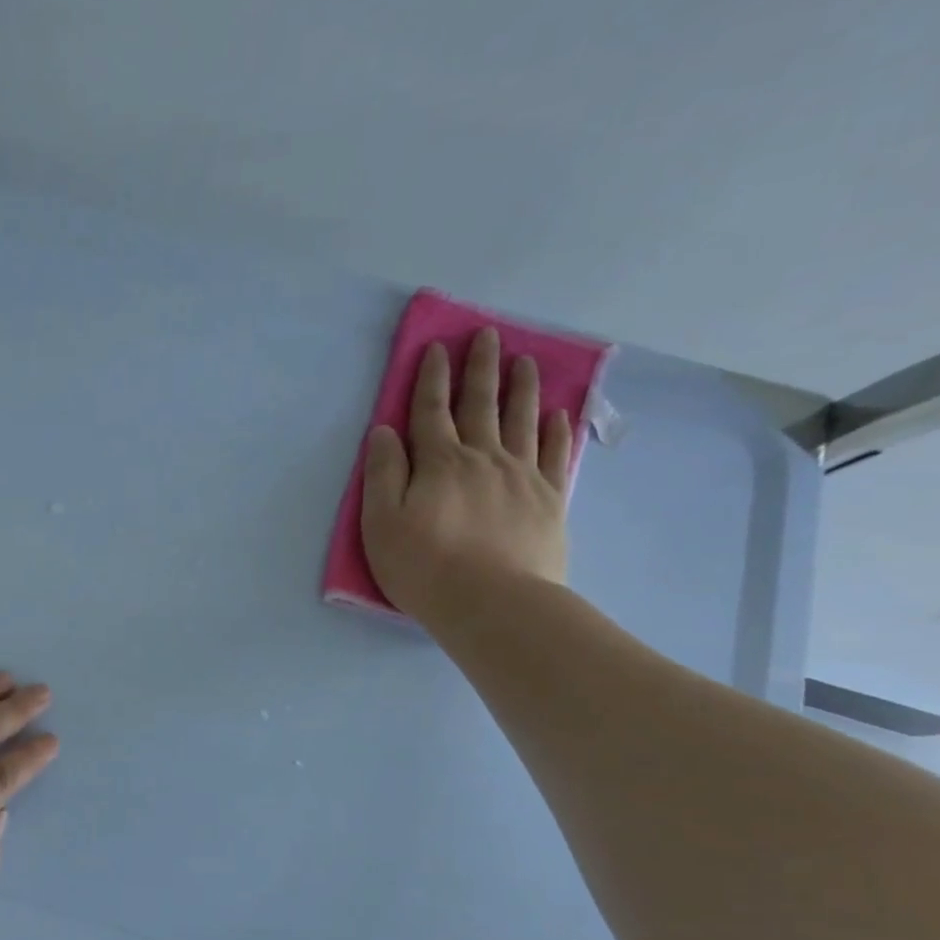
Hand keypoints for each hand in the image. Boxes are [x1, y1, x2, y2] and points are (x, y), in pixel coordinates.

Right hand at [361, 327, 573, 625]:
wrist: (493, 603)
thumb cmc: (424, 566)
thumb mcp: (382, 523)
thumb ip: (383, 474)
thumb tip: (384, 431)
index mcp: (439, 463)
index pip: (431, 412)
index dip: (431, 379)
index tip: (436, 348)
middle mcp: (482, 458)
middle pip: (480, 405)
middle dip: (480, 369)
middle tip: (487, 336)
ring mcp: (521, 476)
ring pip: (521, 420)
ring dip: (521, 388)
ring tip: (526, 361)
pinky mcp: (548, 499)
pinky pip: (553, 454)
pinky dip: (555, 430)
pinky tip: (557, 415)